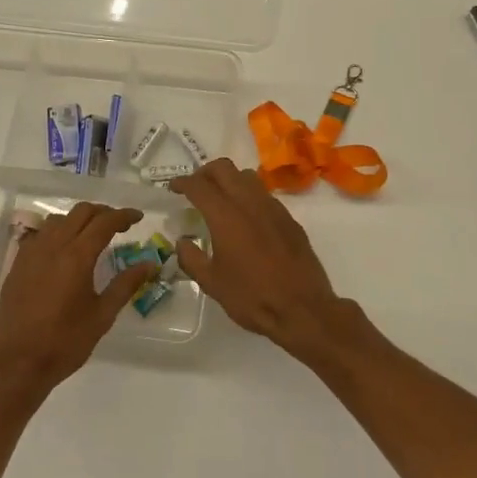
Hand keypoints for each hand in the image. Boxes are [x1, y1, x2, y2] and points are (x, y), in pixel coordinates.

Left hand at [0, 202, 154, 395]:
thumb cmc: (65, 342)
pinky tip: (63, 250)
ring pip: (58, 220)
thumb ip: (125, 285)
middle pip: (81, 212)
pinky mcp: (17, 264)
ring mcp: (31, 253)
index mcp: (77, 256)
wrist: (16, 364)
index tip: (138, 217)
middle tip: (119, 225)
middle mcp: (53, 246)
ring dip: (78, 220)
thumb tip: (149, 264)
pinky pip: (40, 235)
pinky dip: (57, 232)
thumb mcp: (102, 316)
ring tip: (92, 235)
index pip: (104, 222)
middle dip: (103, 212)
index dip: (124, 215)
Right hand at [168, 159, 344, 355]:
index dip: (182, 182)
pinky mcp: (289, 219)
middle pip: (224, 168)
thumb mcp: (212, 283)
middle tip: (195, 189)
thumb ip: (191, 259)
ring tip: (221, 200)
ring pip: (247, 177)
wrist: (302, 309)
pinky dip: (249, 196)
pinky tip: (246, 219)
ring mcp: (273, 208)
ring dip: (229, 180)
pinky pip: (264, 195)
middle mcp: (249, 203)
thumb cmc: (252, 297)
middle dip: (205, 173)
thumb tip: (182, 242)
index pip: (199, 185)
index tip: (173, 188)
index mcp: (225, 216)